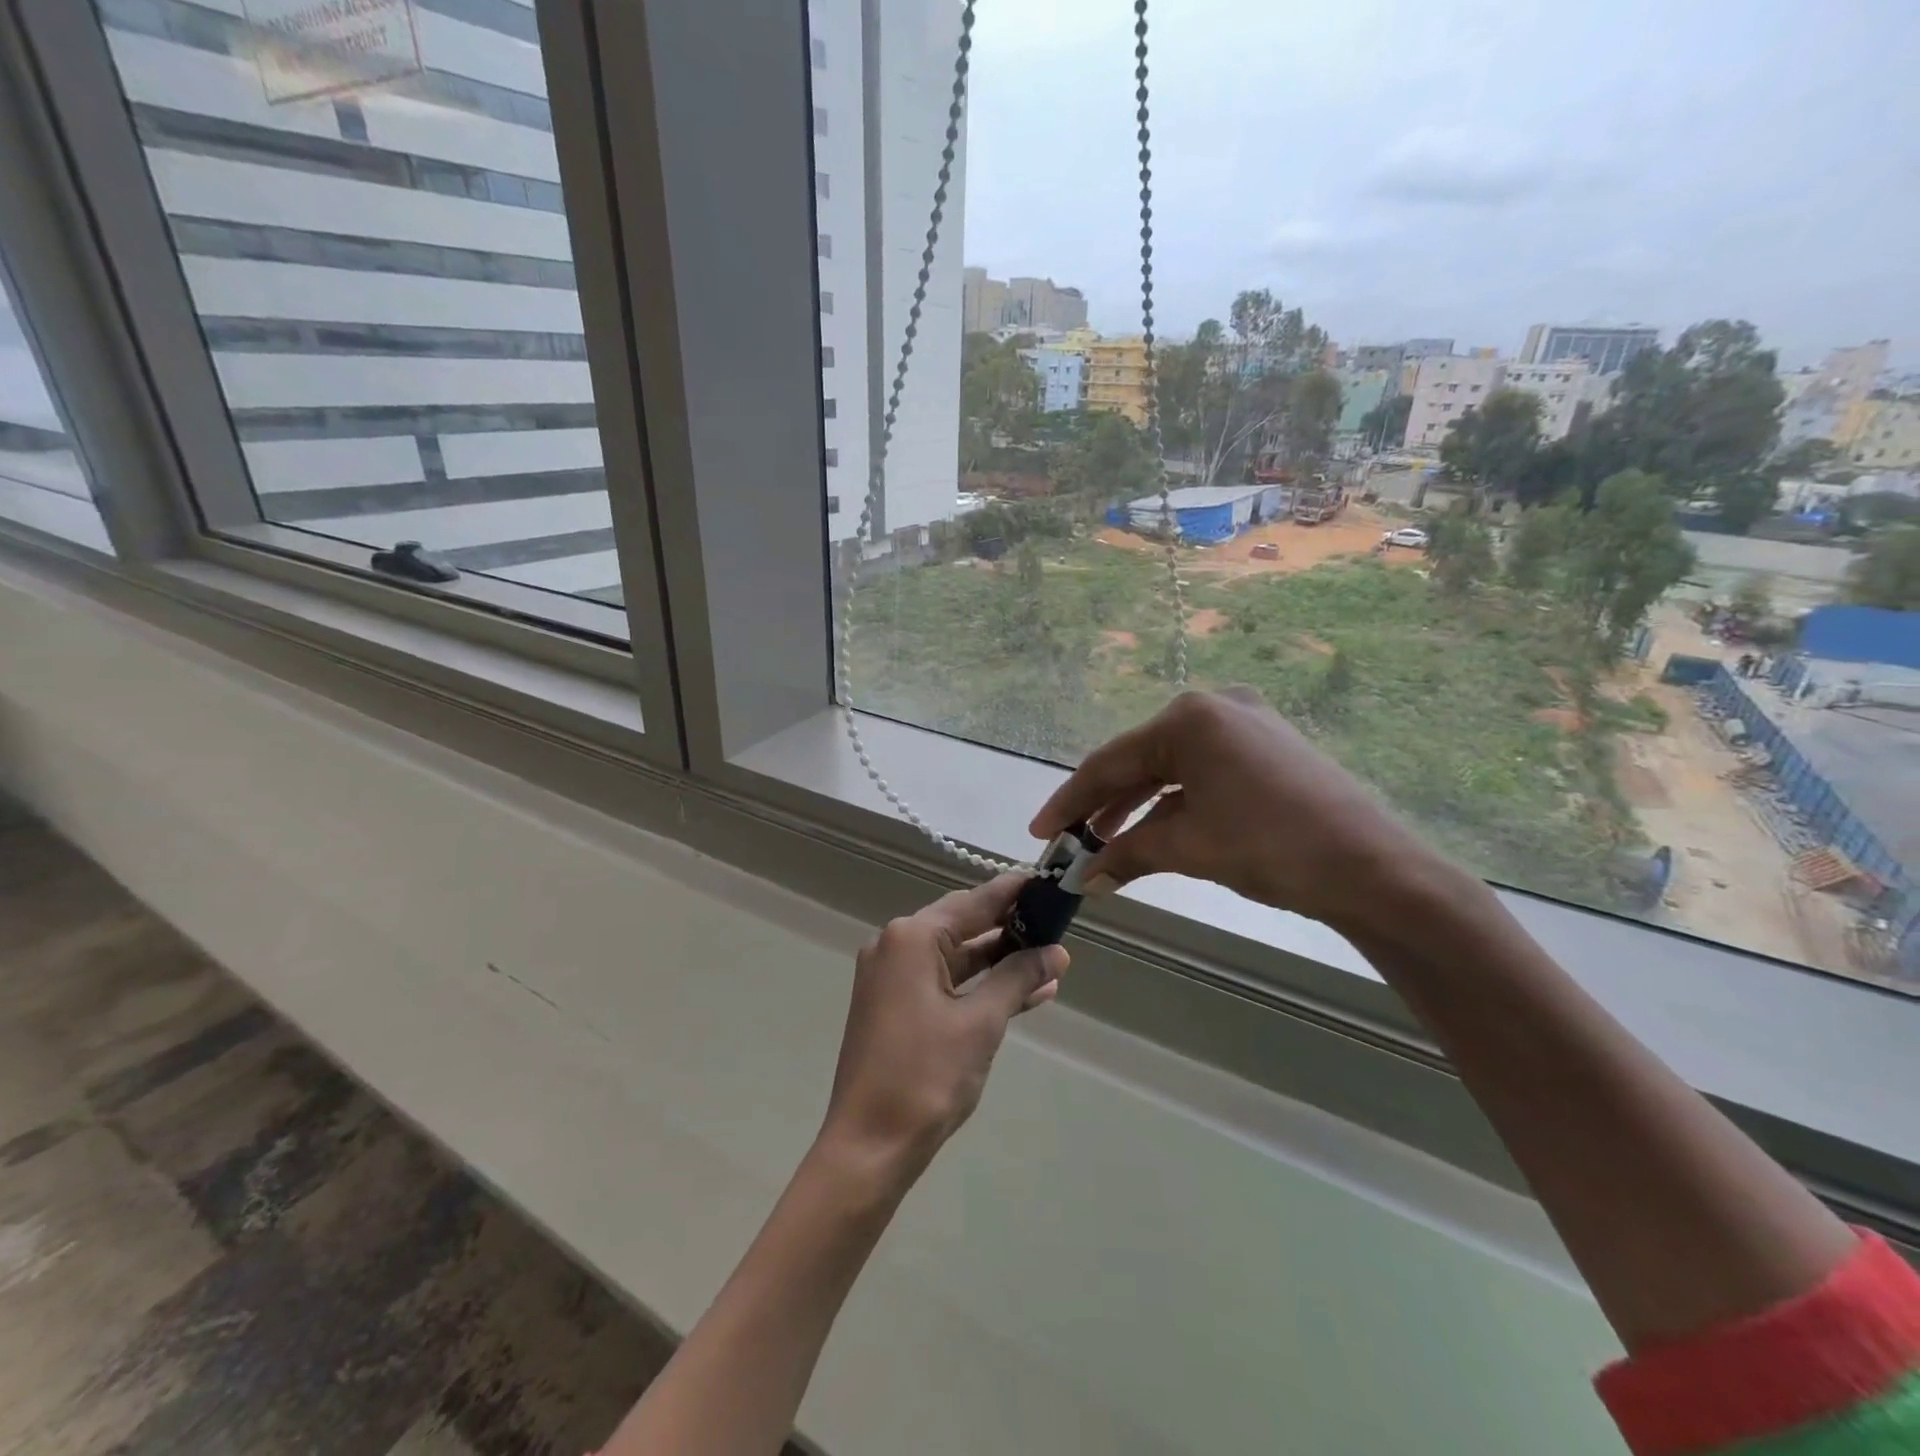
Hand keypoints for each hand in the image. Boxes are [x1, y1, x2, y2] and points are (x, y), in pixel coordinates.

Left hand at [819, 874, 1067, 1185]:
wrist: (869, 1146)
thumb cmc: (926, 1076)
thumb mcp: (981, 1022)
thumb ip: (1018, 978)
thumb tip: (1056, 953)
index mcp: (912, 938)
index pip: (974, 902)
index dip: (1014, 892)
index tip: (1048, 882)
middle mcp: (896, 946)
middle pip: (963, 925)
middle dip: (1011, 928)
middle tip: (1057, 923)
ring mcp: (892, 977)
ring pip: (956, 956)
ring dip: (999, 960)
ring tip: (1051, 960)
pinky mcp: (894, 1005)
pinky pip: (944, 982)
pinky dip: (978, 985)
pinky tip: (1022, 993)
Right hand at [1030, 688, 1448, 932]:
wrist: (1374, 869)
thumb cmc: (1271, 847)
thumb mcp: (1188, 847)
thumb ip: (1126, 853)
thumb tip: (1083, 878)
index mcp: (1189, 717)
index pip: (1111, 761)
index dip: (1070, 801)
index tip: (1041, 833)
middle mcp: (1214, 706)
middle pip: (1140, 759)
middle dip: (1104, 804)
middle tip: (1072, 841)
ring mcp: (1245, 722)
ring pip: (1171, 766)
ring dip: (1138, 805)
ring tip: (1106, 841)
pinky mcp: (1267, 745)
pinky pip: (1203, 770)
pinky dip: (1175, 800)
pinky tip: (1156, 828)